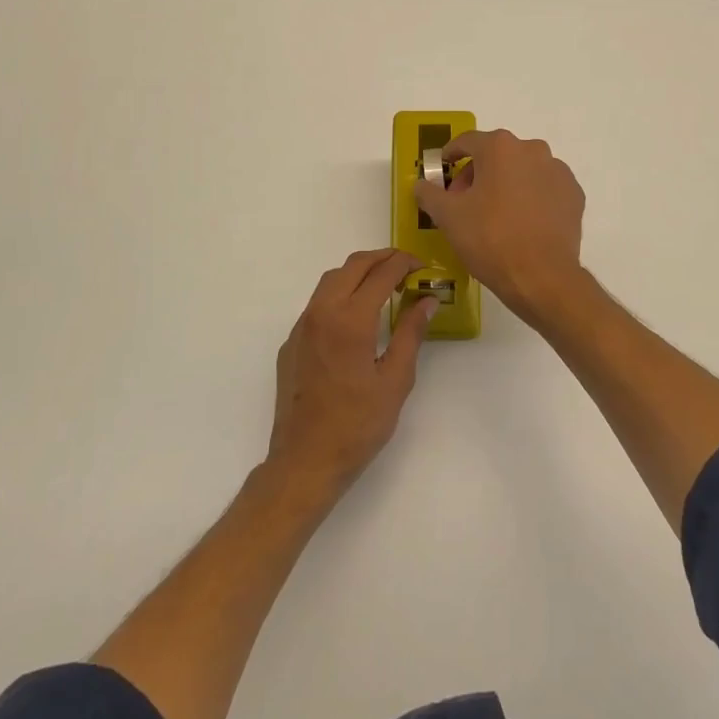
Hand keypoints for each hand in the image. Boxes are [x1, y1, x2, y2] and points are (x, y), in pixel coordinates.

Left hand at [267, 249, 435, 501]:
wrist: (305, 460)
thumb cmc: (358, 425)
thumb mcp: (396, 380)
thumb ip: (411, 333)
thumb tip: (427, 299)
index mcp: (350, 320)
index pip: (381, 274)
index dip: (404, 264)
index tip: (423, 267)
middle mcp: (321, 313)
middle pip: (352, 266)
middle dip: (381, 258)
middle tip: (406, 267)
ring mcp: (301, 327)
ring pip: (330, 280)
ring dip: (358, 272)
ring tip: (384, 284)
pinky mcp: (291, 343)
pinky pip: (317, 304)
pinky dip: (340, 294)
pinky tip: (356, 316)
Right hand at [413, 129, 586, 324]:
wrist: (542, 277)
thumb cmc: (490, 239)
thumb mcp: (448, 217)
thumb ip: (430, 194)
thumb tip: (422, 184)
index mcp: (500, 148)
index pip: (467, 141)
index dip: (451, 155)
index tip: (443, 170)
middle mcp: (533, 150)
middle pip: (497, 155)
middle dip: (478, 174)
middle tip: (465, 202)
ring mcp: (558, 172)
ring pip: (523, 171)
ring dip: (507, 185)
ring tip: (495, 215)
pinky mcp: (574, 195)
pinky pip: (545, 189)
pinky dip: (531, 199)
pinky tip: (522, 224)